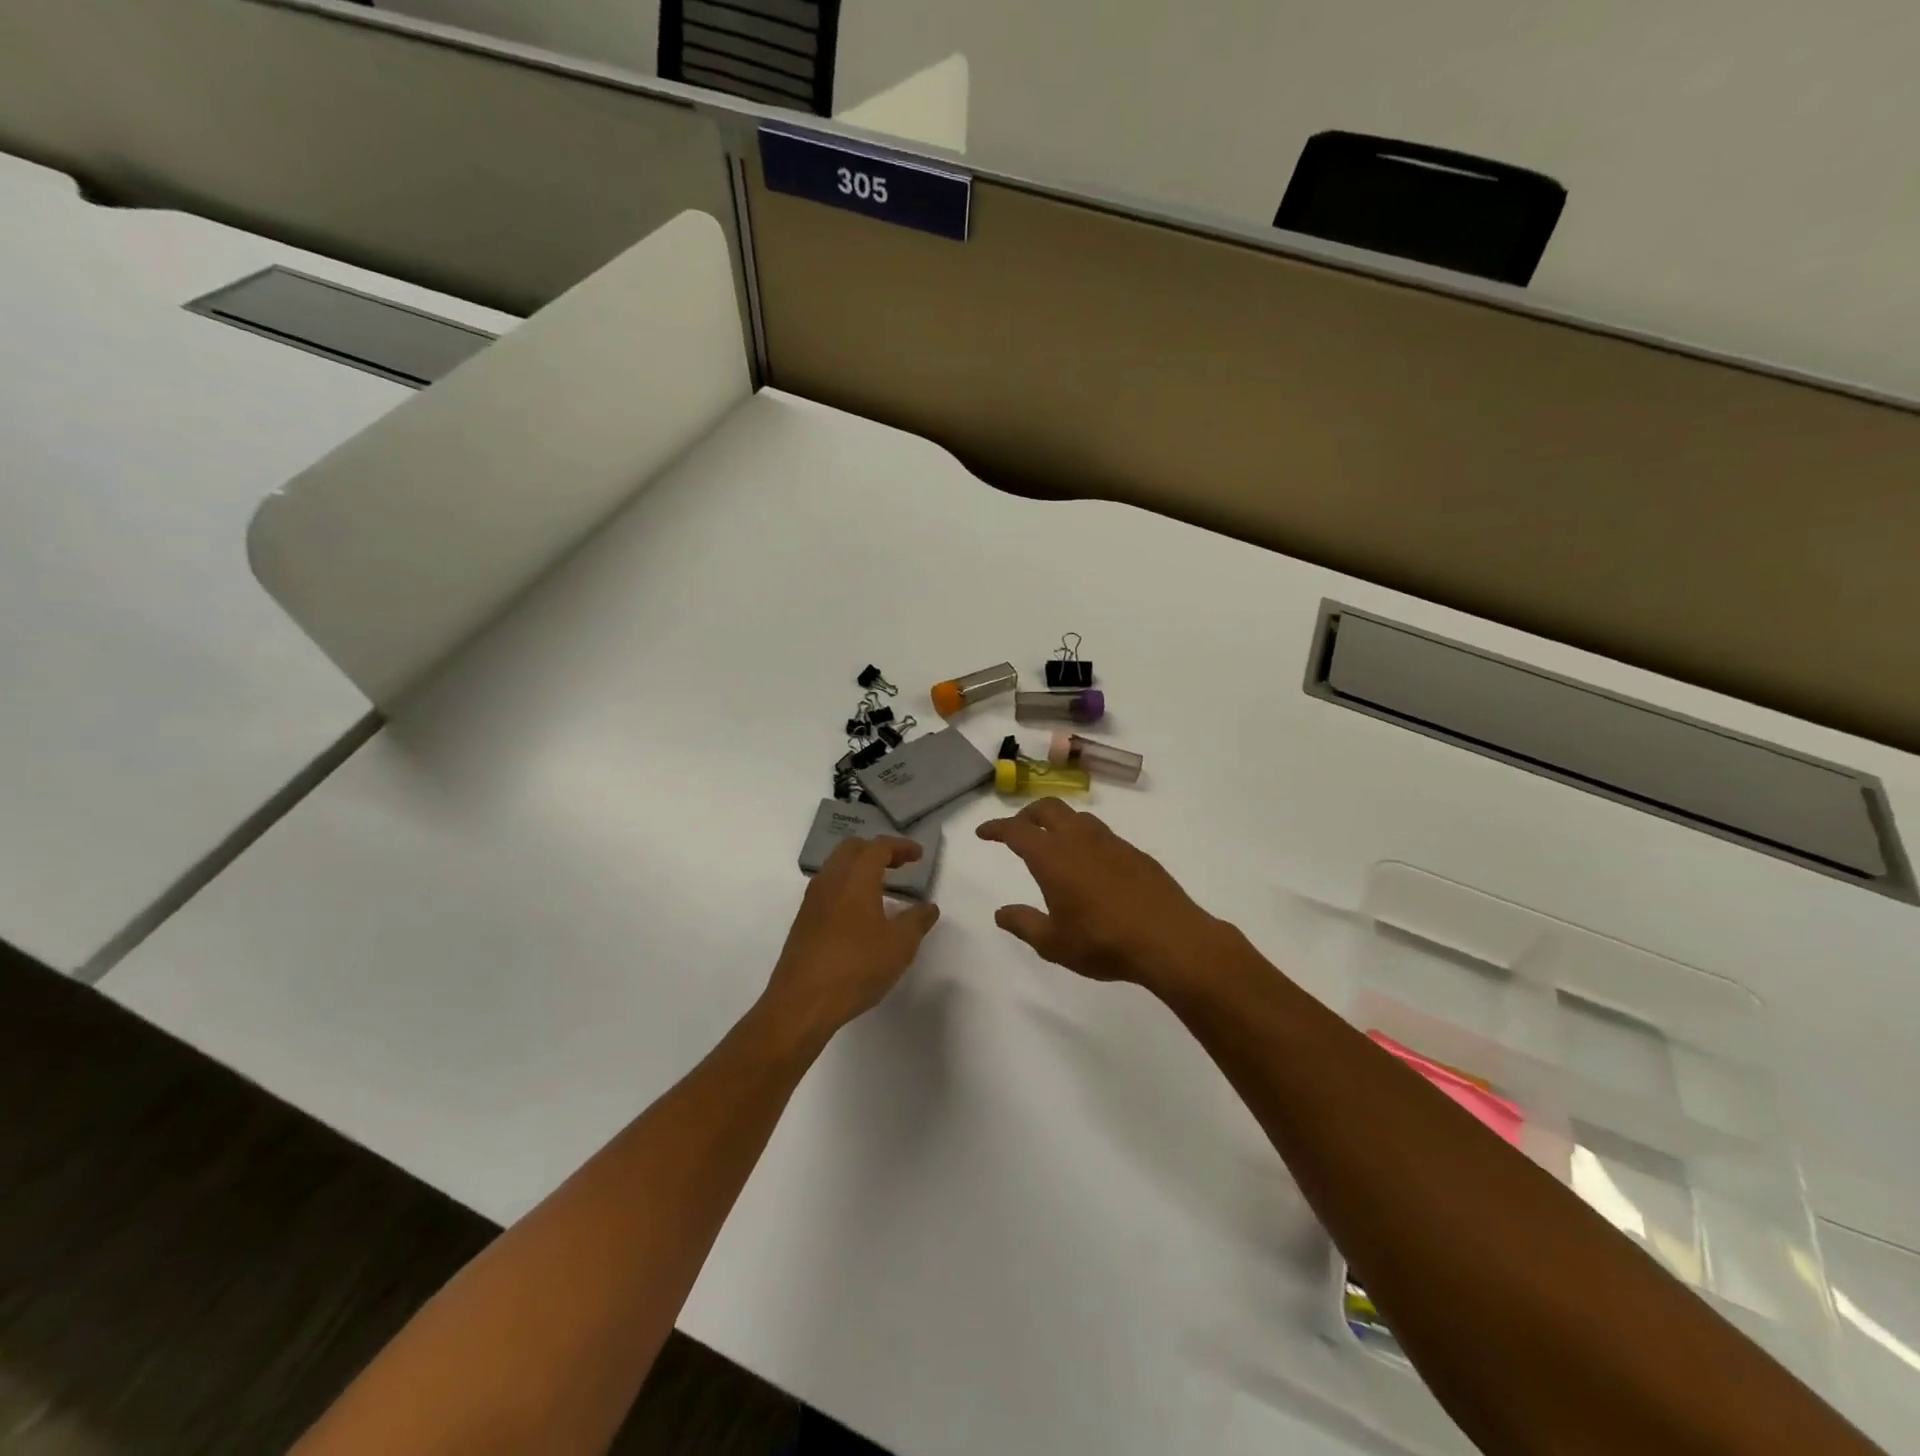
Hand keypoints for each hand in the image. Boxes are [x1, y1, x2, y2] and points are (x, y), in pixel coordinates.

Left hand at [761, 837, 940, 1043]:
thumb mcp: (899, 946)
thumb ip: (917, 921)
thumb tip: (928, 907)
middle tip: (899, 865)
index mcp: (855, 879)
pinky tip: (859, 913)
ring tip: (881, 887)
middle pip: (852, 849)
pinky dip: (846, 887)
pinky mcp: (803, 922)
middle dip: (877, 851)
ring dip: (859, 868)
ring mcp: (812, 901)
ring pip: (836, 868)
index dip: (900, 847)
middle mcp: (830, 881)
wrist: (802, 1003)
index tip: (918, 856)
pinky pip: (827, 889)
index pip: (878, 847)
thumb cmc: (856, 967)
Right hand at [975, 800, 1225, 993]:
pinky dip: (1084, 837)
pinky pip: (1102, 833)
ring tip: (1053, 843)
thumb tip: (1000, 913)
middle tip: (1017, 830)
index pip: (1016, 830)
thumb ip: (1024, 924)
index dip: (996, 827)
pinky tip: (1090, 863)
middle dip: (1027, 814)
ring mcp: (1111, 842)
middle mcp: (1079, 839)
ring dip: (1058, 822)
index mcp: (1053, 857)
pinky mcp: (1135, 852)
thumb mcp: (1053, 943)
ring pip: (1078, 817)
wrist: (1169, 939)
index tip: (983, 832)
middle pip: (1048, 808)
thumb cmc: (1103, 942)